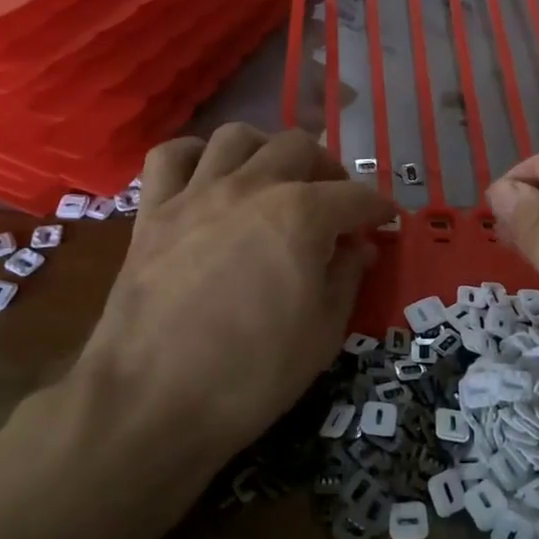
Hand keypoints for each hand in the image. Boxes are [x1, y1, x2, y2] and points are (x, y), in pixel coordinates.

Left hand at [73, 124, 394, 480]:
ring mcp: (196, 193)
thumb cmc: (252, 375)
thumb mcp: (323, 334)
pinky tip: (206, 175)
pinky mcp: (153, 211)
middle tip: (333, 200)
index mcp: (301, 215)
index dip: (377, 207)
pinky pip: (169, 156)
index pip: (355, 197)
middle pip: (299, 146)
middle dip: (328, 169)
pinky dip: (192, 155)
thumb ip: (346, 278)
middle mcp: (251, 187)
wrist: (153, 402)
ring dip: (265, 149)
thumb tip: (358, 247)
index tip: (386, 219)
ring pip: (236, 136)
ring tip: (273, 177)